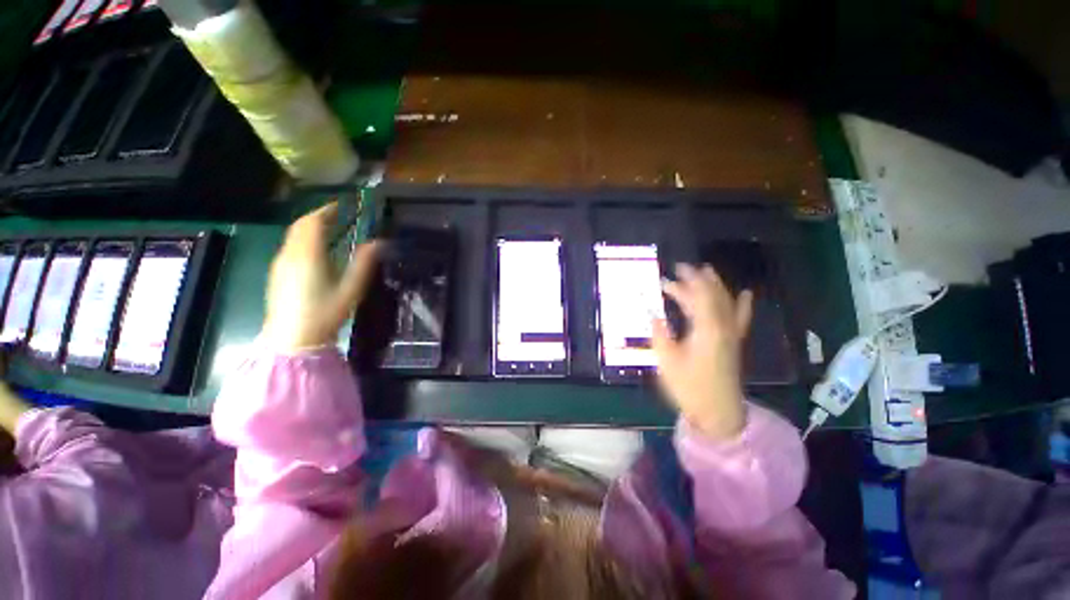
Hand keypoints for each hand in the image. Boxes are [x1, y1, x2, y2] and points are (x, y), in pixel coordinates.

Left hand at [262, 203, 380, 351]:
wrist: (293, 339)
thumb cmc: (325, 313)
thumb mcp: (352, 289)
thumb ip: (364, 263)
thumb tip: (379, 242)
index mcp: (308, 255)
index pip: (313, 222)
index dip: (327, 210)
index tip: (343, 206)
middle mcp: (290, 254)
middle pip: (300, 226)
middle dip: (318, 217)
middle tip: (338, 216)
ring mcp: (280, 264)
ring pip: (293, 236)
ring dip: (310, 228)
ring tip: (330, 231)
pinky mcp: (277, 275)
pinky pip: (290, 247)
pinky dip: (303, 241)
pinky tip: (316, 252)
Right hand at [652, 264, 752, 439]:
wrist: (718, 412)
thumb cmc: (690, 387)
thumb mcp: (667, 361)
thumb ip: (660, 335)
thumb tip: (654, 316)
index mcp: (706, 330)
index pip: (700, 296)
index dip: (688, 281)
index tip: (675, 269)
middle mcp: (723, 327)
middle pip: (712, 296)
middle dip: (698, 280)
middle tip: (681, 269)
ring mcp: (731, 335)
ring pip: (725, 303)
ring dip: (715, 286)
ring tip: (706, 271)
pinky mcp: (733, 342)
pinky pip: (739, 318)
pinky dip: (742, 304)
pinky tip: (745, 294)